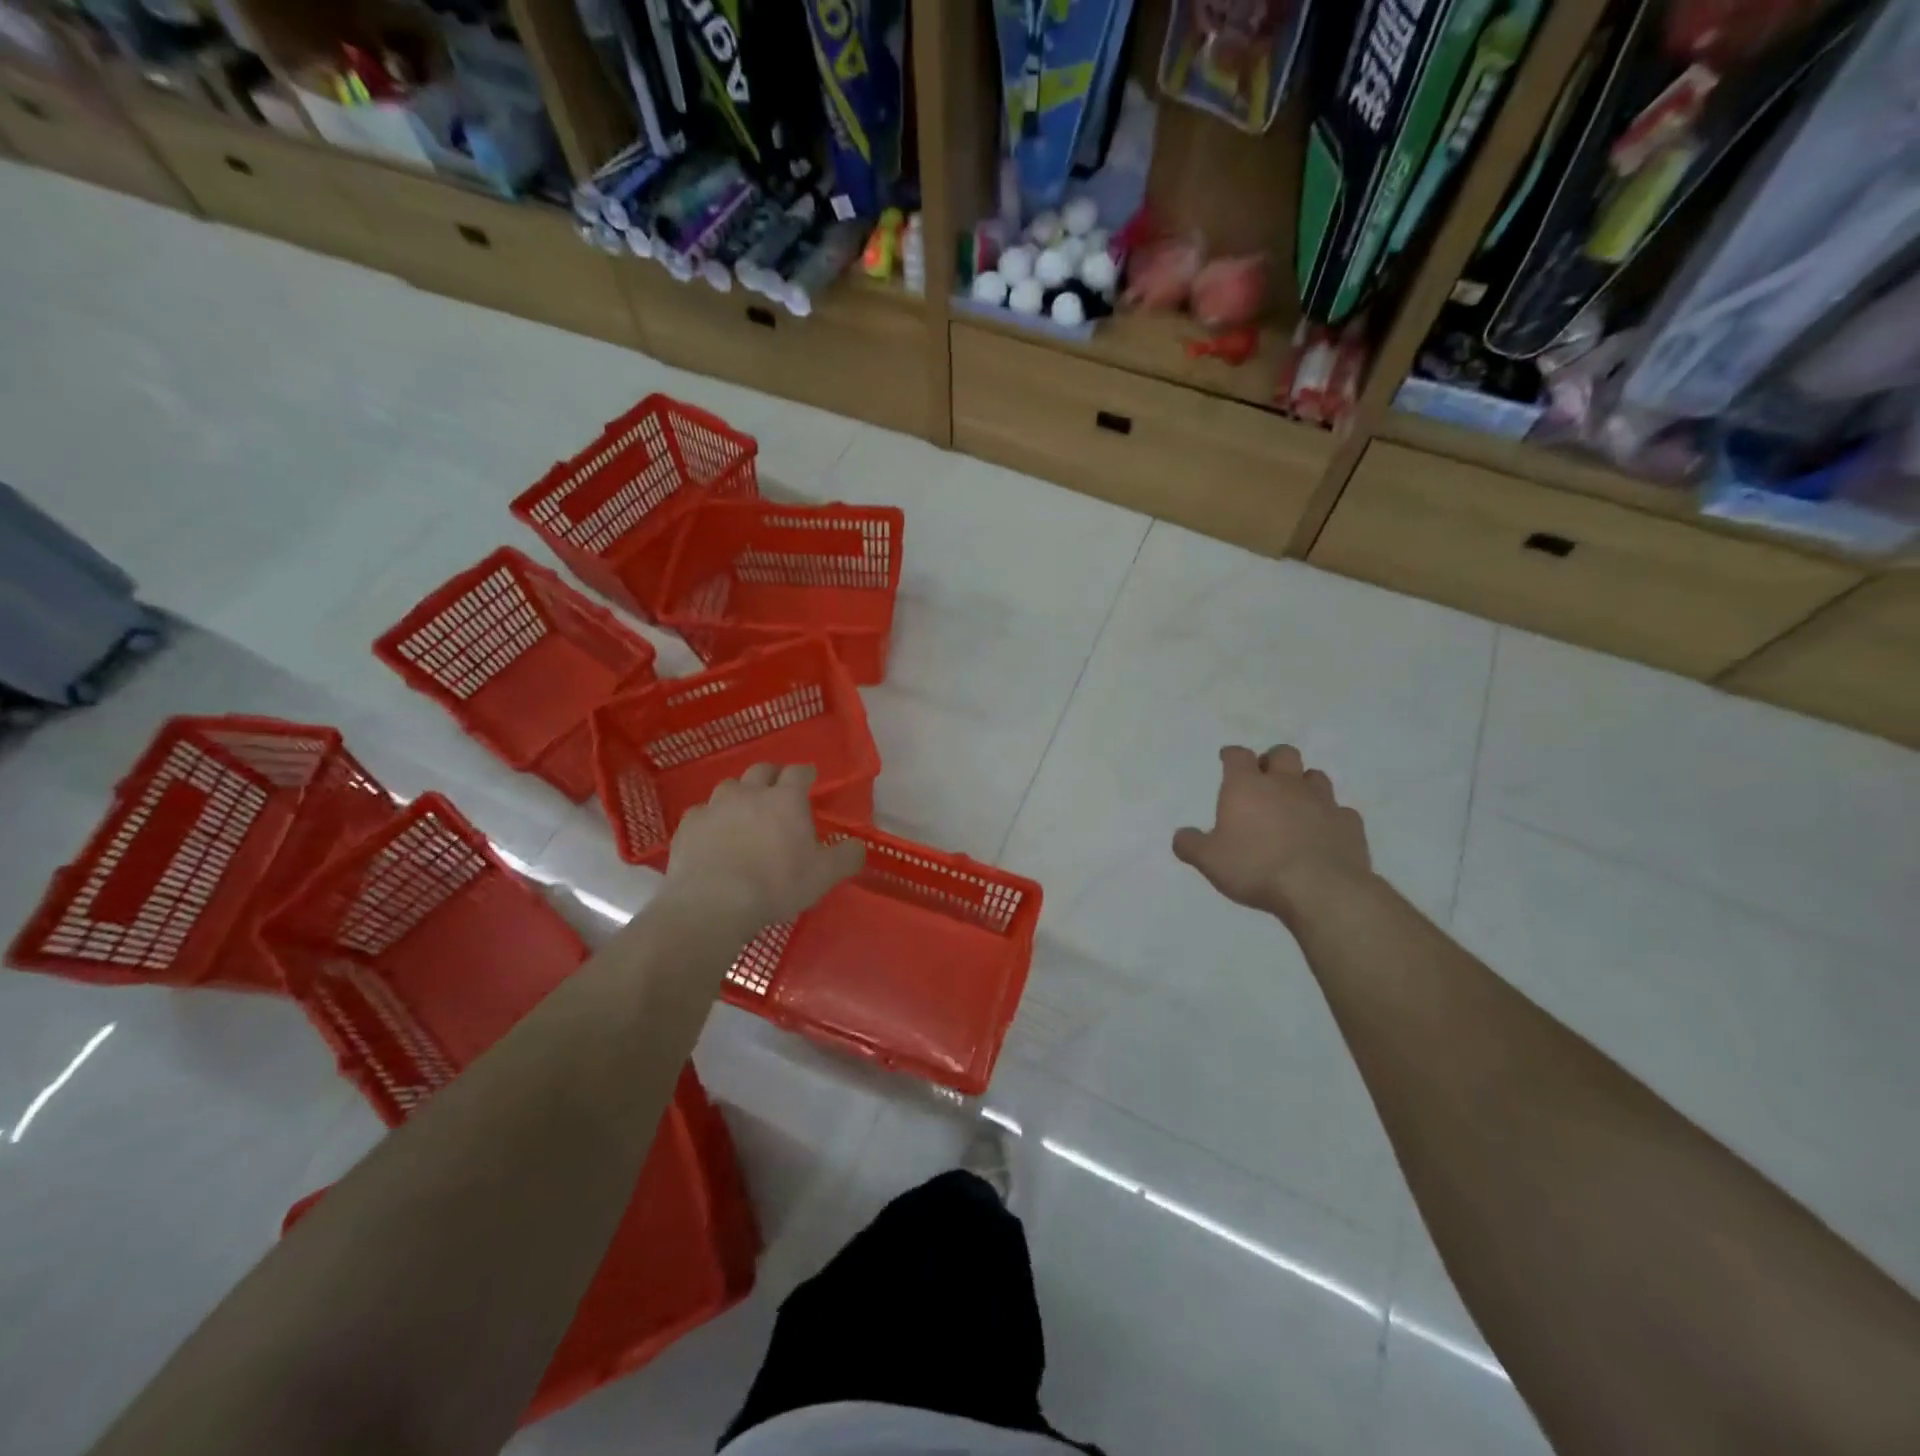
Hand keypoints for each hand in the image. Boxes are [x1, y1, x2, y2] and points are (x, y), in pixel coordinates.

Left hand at [666, 764, 864, 930]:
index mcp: (785, 800)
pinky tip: (711, 836)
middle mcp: (749, 793)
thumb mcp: (824, 875)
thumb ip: (846, 857)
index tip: (809, 778)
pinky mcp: (688, 826)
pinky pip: (701, 814)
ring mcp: (714, 807)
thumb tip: (857, 846)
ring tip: (743, 812)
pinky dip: (710, 820)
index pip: (798, 772)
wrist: (714, 903)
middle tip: (777, 789)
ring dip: (738, 795)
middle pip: (761, 771)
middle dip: (771, 776)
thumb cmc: (776, 884)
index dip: (805, 773)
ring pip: (728, 788)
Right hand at [1173, 745, 1372, 923]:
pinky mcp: (1349, 823)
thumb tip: (1181, 836)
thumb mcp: (1209, 861)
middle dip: (1272, 761)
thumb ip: (1190, 845)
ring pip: (1315, 776)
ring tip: (1295, 803)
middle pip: (1283, 754)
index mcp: (1247, 787)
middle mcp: (1285, 784)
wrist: (1320, 889)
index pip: (1238, 755)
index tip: (1227, 758)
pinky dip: (1330, 816)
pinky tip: (1324, 832)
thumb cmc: (1255, 868)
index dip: (1231, 755)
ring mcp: (1322, 801)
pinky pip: (1340, 811)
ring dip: (1304, 784)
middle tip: (1265, 779)